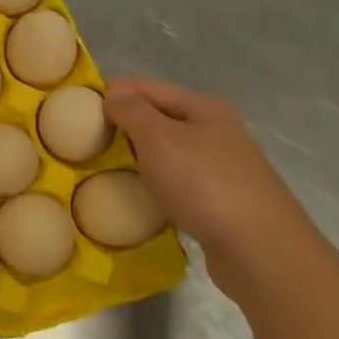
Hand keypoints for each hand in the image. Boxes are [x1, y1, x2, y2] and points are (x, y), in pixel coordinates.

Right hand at [102, 76, 321, 296]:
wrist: (261, 251)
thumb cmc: (205, 185)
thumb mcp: (159, 139)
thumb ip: (132, 111)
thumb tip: (113, 92)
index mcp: (204, 108)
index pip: (146, 87)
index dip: (112, 93)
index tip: (77, 112)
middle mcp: (216, 131)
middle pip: (158, 117)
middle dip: (123, 126)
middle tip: (86, 143)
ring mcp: (221, 167)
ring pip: (167, 152)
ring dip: (137, 157)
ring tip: (105, 170)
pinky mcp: (220, 200)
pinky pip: (176, 181)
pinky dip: (155, 184)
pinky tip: (138, 196)